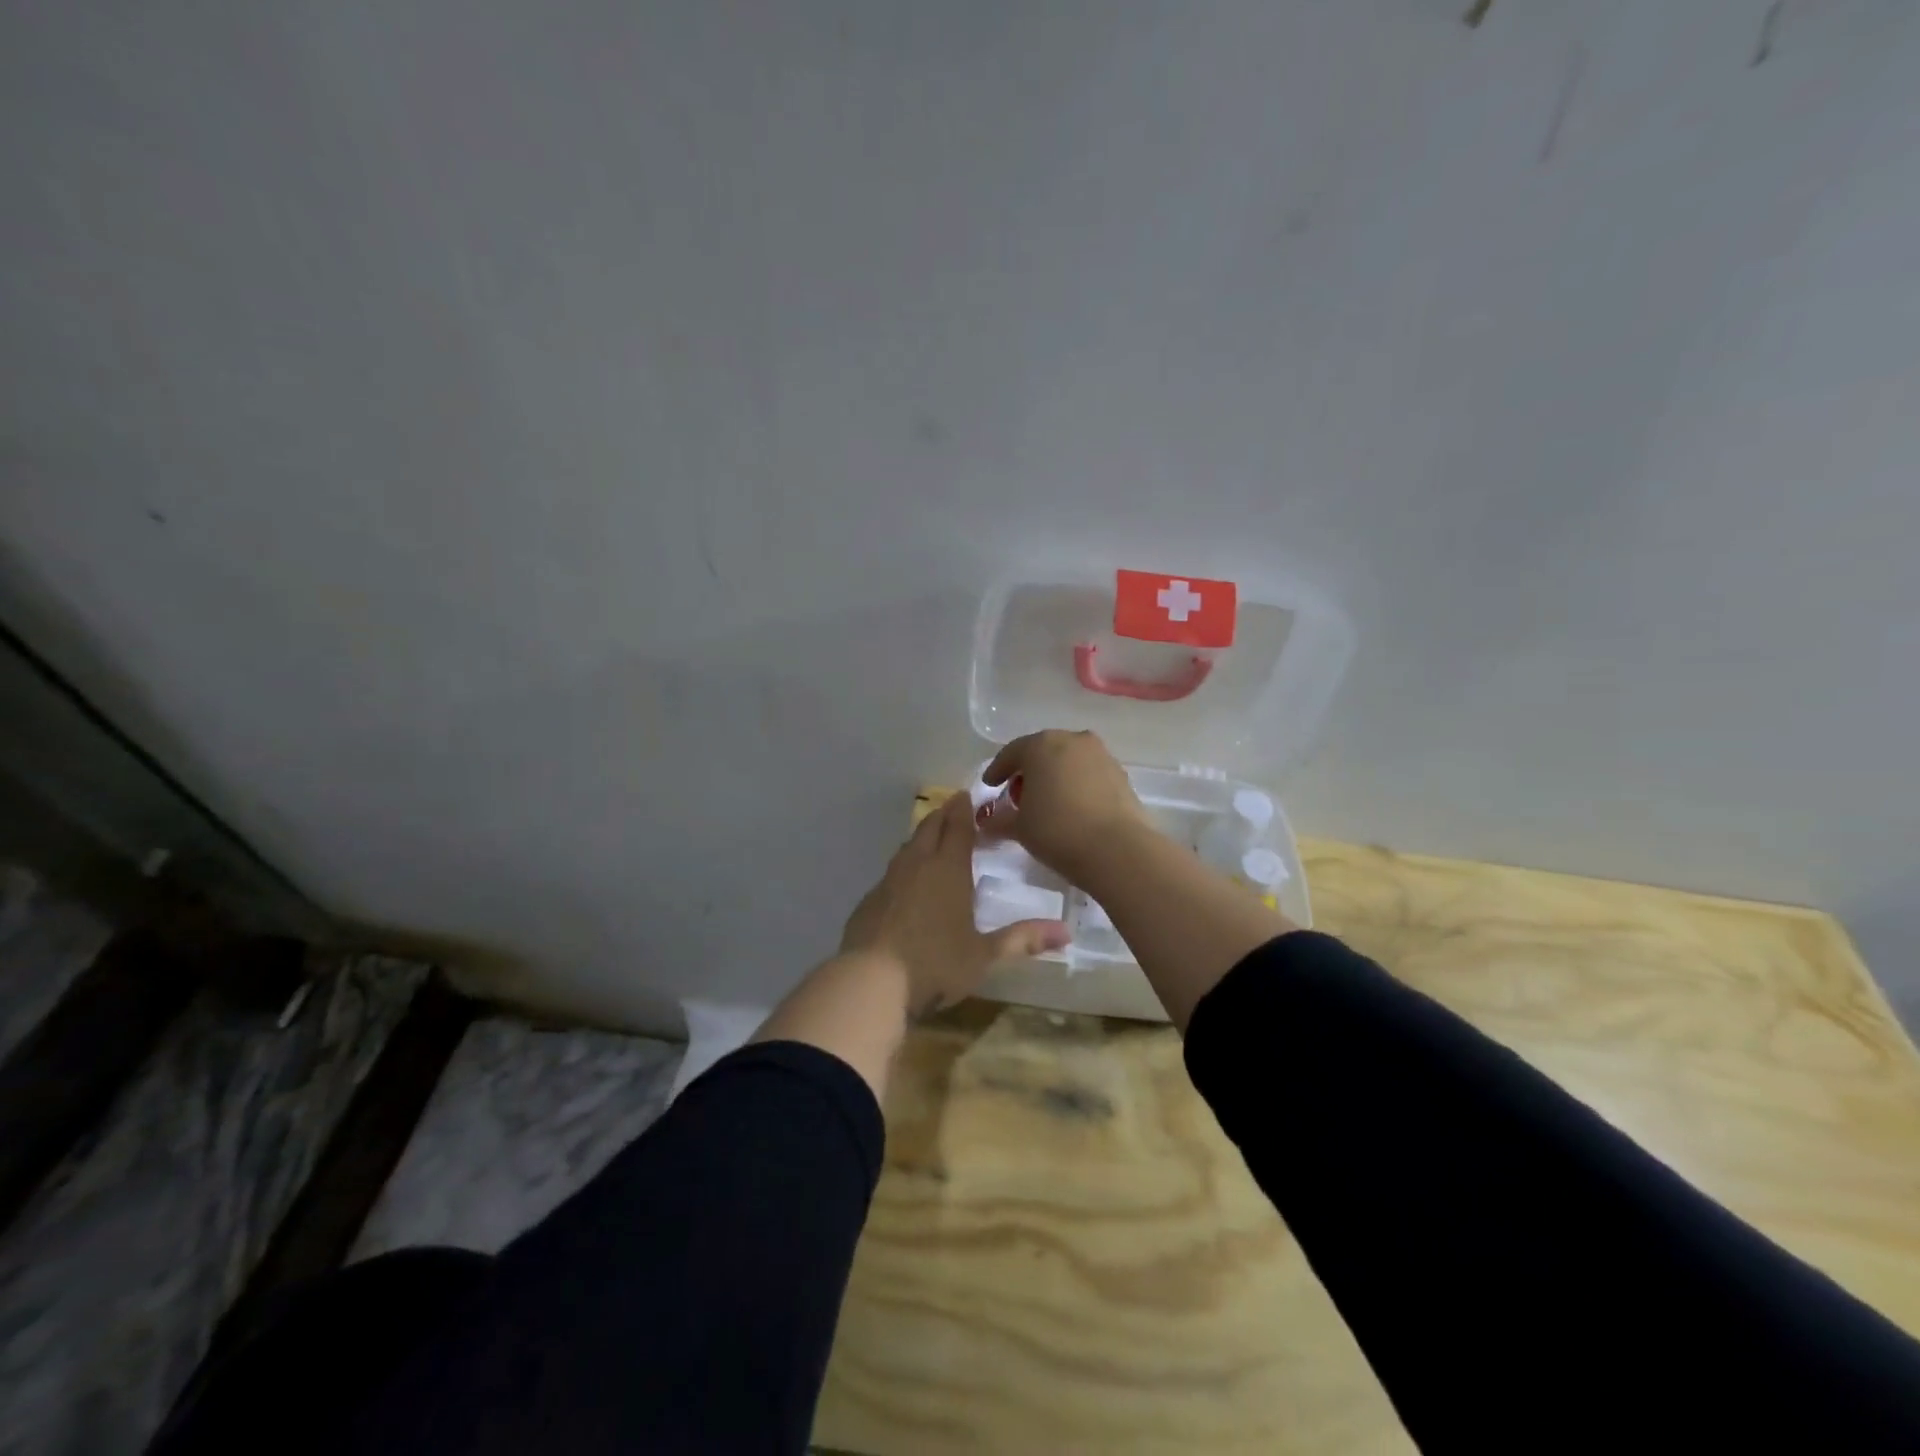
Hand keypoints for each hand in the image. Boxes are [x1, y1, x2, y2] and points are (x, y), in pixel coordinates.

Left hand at [840, 792, 1068, 1017]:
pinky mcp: (869, 900)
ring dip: (922, 837)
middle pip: (929, 828)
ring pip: (908, 847)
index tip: (967, 795)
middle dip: (943, 815)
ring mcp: (889, 881)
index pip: (958, 828)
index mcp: (948, 870)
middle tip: (953, 808)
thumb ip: (1022, 939)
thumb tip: (1067, 933)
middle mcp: (917, 866)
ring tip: (932, 838)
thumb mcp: (984, 955)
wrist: (869, 981)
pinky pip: (892, 872)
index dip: (964, 810)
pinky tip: (907, 882)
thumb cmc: (935, 964)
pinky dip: (904, 866)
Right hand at [982, 730, 1155, 884]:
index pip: (1012, 753)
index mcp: (1041, 745)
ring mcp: (1101, 755)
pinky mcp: (1121, 775)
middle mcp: (1072, 740)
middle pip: (1043, 751)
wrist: (1117, 849)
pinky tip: (1073, 807)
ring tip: (1048, 802)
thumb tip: (987, 822)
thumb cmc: (1057, 830)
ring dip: (1056, 776)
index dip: (997, 770)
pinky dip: (1077, 785)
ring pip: (1069, 761)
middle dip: (1029, 771)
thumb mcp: (1019, 827)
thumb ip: (1000, 820)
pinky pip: (1090, 774)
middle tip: (1018, 794)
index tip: (990, 785)